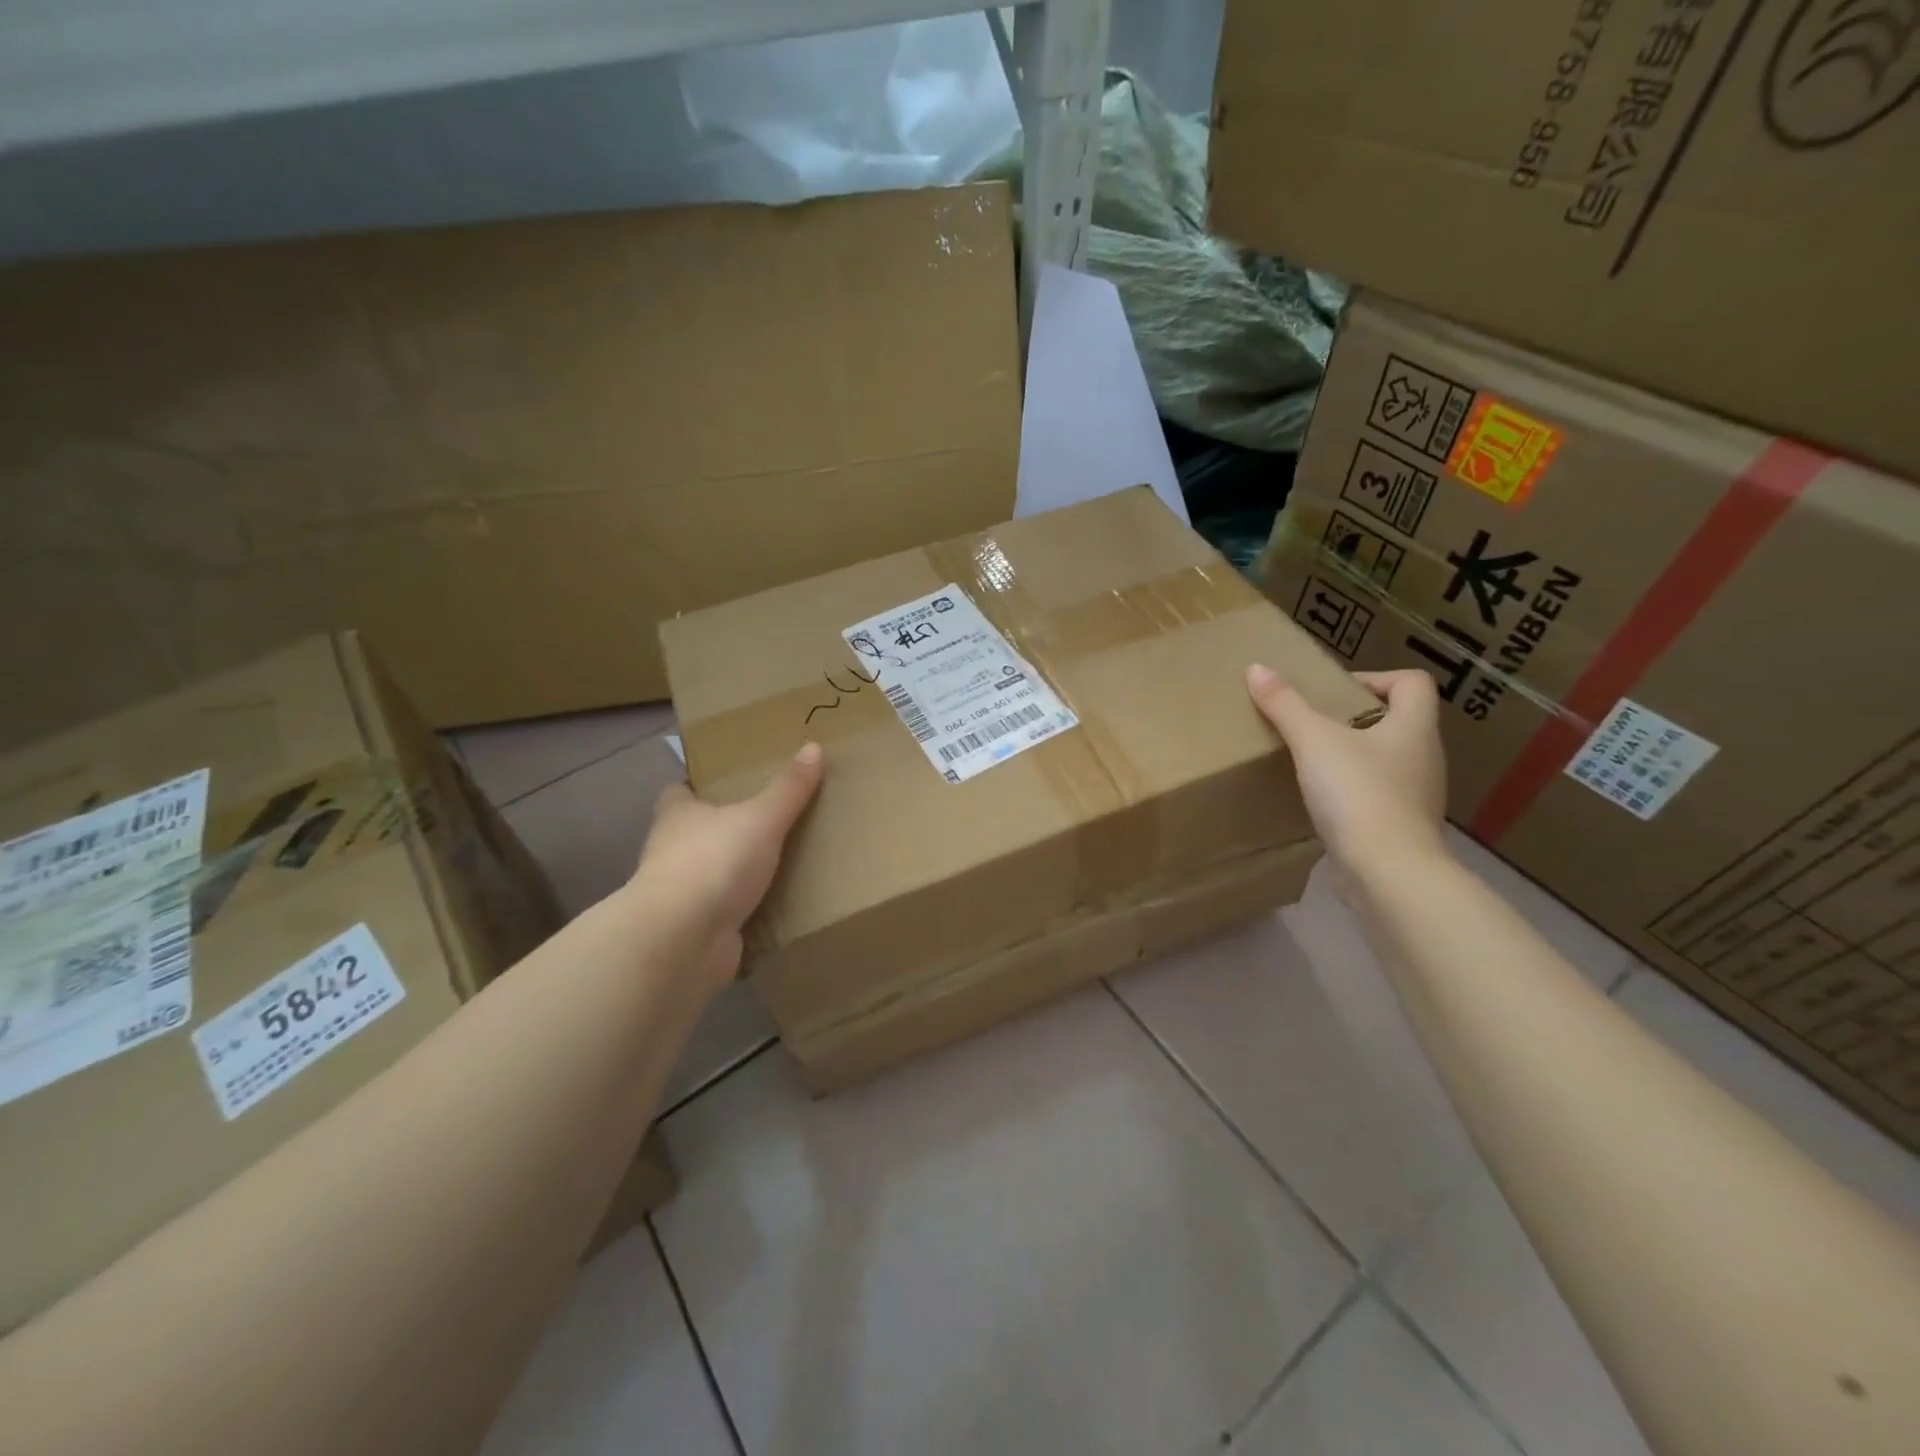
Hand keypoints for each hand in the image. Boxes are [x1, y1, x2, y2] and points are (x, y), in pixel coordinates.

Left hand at [632, 743, 824, 991]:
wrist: (682, 940)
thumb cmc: (714, 862)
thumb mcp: (761, 818)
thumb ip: (788, 788)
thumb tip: (814, 746)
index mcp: (678, 816)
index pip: (680, 792)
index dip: (698, 786)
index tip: (726, 782)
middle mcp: (672, 852)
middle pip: (696, 833)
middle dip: (724, 829)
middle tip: (768, 819)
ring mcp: (682, 895)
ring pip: (712, 875)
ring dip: (736, 873)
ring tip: (782, 862)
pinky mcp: (696, 931)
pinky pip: (726, 914)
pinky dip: (745, 912)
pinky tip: (775, 908)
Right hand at [1246, 664, 1447, 879]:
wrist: (1388, 873)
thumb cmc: (1358, 794)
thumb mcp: (1313, 742)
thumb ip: (1285, 705)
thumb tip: (1257, 668)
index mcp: (1414, 727)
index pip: (1412, 683)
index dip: (1376, 677)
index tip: (1333, 693)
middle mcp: (1424, 757)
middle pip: (1397, 721)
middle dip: (1354, 718)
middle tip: (1313, 724)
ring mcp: (1416, 796)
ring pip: (1385, 760)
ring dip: (1352, 756)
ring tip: (1311, 762)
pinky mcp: (1401, 828)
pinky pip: (1376, 796)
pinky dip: (1351, 791)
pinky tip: (1320, 801)